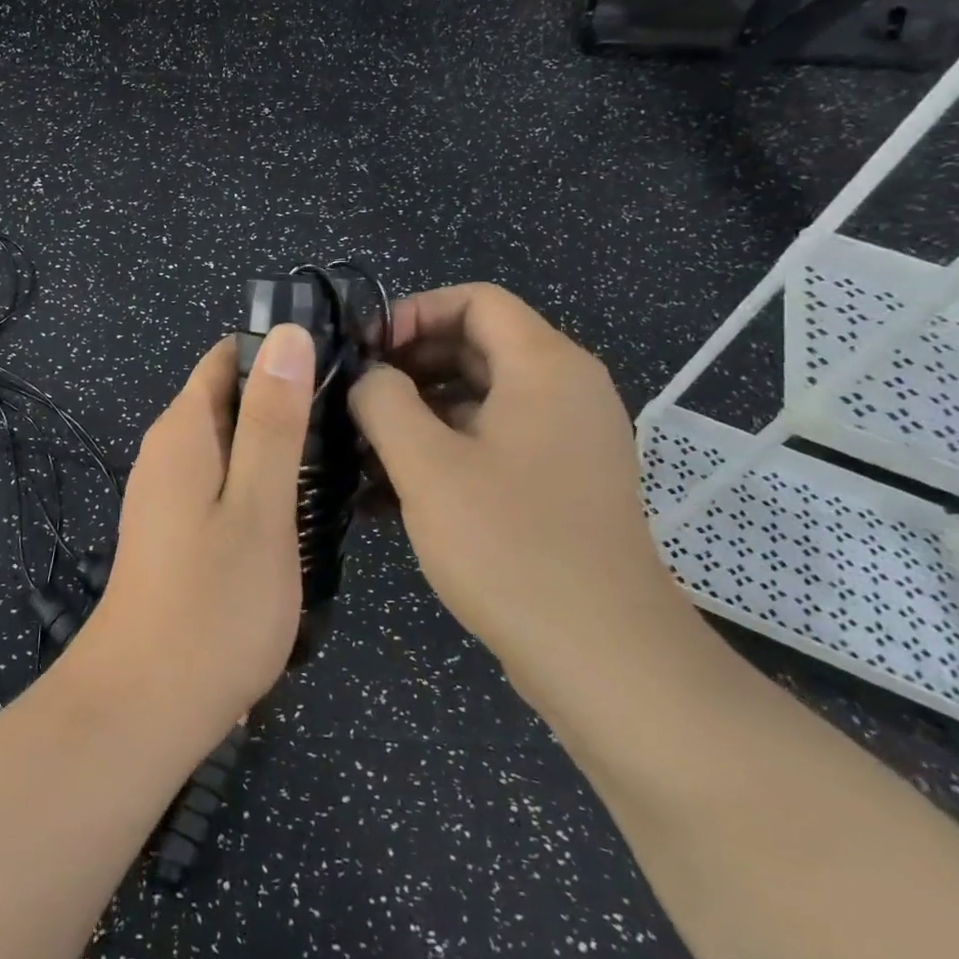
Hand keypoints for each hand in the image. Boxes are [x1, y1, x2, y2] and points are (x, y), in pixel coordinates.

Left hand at [75, 324, 313, 744]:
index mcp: (184, 429)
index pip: (229, 356)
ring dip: (279, 446)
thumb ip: (274, 420)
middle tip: (353, 425)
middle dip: (287, 401)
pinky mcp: (175, 528)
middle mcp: (168, 449)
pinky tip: (300, 511)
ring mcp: (167, 492)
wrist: (144, 707)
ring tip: (341, 465)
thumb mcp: (259, 505)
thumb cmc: (212, 604)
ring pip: (231, 443)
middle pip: (231, 397)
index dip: (282, 352)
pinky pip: (224, 481)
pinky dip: (262, 482)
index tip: (341, 368)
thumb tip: (287, 336)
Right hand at [349, 284, 699, 702]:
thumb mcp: (427, 465)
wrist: (604, 658)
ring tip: (362, 445)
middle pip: (476, 345)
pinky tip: (390, 489)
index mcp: (545, 367)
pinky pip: (492, 441)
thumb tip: (369, 378)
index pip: (475, 300)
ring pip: (480, 397)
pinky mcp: (558, 483)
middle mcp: (565, 391)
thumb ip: (383, 401)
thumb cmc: (511, 545)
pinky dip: (444, 448)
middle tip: (354, 396)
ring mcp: (566, 440)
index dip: (413, 312)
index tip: (365, 350)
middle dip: (409, 364)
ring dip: (419, 411)